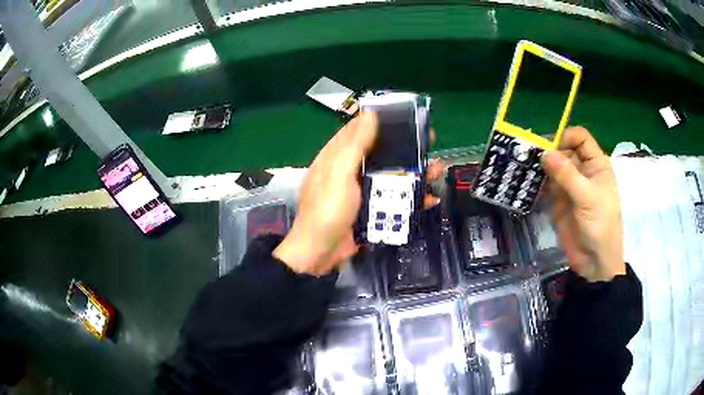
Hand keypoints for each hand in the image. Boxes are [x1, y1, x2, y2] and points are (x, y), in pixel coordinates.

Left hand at [274, 111, 440, 275]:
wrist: (321, 253)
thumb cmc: (327, 210)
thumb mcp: (339, 174)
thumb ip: (355, 145)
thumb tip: (370, 113)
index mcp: (338, 156)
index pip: (360, 130)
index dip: (382, 121)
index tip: (406, 116)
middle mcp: (350, 169)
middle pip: (382, 152)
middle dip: (405, 148)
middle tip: (428, 143)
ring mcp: (362, 190)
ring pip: (391, 175)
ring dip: (414, 172)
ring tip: (436, 170)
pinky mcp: (372, 208)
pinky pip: (394, 198)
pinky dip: (411, 197)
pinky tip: (428, 198)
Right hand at [541, 126, 625, 281]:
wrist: (594, 261)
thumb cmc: (600, 225)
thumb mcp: (587, 197)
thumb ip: (566, 174)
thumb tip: (544, 152)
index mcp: (596, 164)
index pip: (580, 138)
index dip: (565, 137)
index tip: (549, 147)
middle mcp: (583, 170)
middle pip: (564, 149)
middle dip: (548, 150)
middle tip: (528, 154)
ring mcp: (570, 185)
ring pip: (553, 166)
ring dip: (540, 165)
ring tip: (523, 165)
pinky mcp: (559, 200)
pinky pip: (547, 184)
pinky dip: (537, 181)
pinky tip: (526, 181)